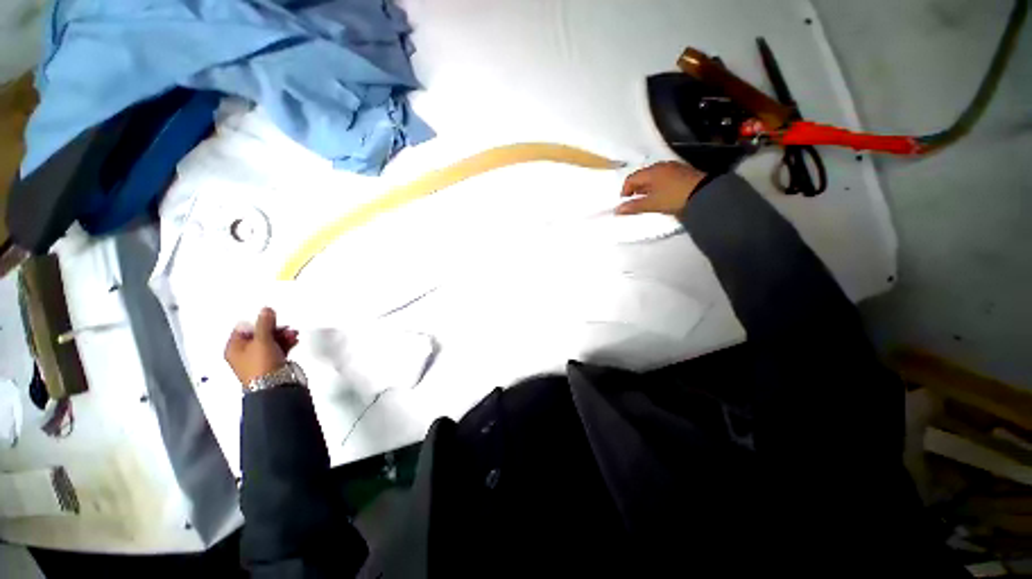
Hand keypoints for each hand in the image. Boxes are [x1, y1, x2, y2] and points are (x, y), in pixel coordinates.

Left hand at [224, 307, 299, 385]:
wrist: (275, 386)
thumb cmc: (261, 364)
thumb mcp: (262, 340)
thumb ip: (264, 323)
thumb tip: (265, 310)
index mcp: (234, 348)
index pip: (243, 328)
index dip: (257, 322)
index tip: (271, 318)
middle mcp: (244, 353)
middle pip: (259, 334)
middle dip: (274, 329)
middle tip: (285, 326)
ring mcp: (259, 359)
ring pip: (271, 341)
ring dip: (282, 335)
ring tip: (293, 334)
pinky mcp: (272, 363)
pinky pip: (278, 348)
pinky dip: (285, 343)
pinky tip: (293, 340)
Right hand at [616, 161, 706, 215]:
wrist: (705, 194)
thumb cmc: (673, 197)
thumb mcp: (651, 204)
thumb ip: (633, 207)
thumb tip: (617, 210)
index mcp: (651, 171)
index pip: (631, 179)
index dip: (625, 191)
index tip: (626, 203)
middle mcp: (661, 166)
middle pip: (642, 177)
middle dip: (636, 189)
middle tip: (636, 202)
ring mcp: (673, 168)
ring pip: (653, 177)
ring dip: (647, 188)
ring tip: (648, 200)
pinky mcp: (683, 172)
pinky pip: (664, 178)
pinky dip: (658, 186)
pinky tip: (662, 196)